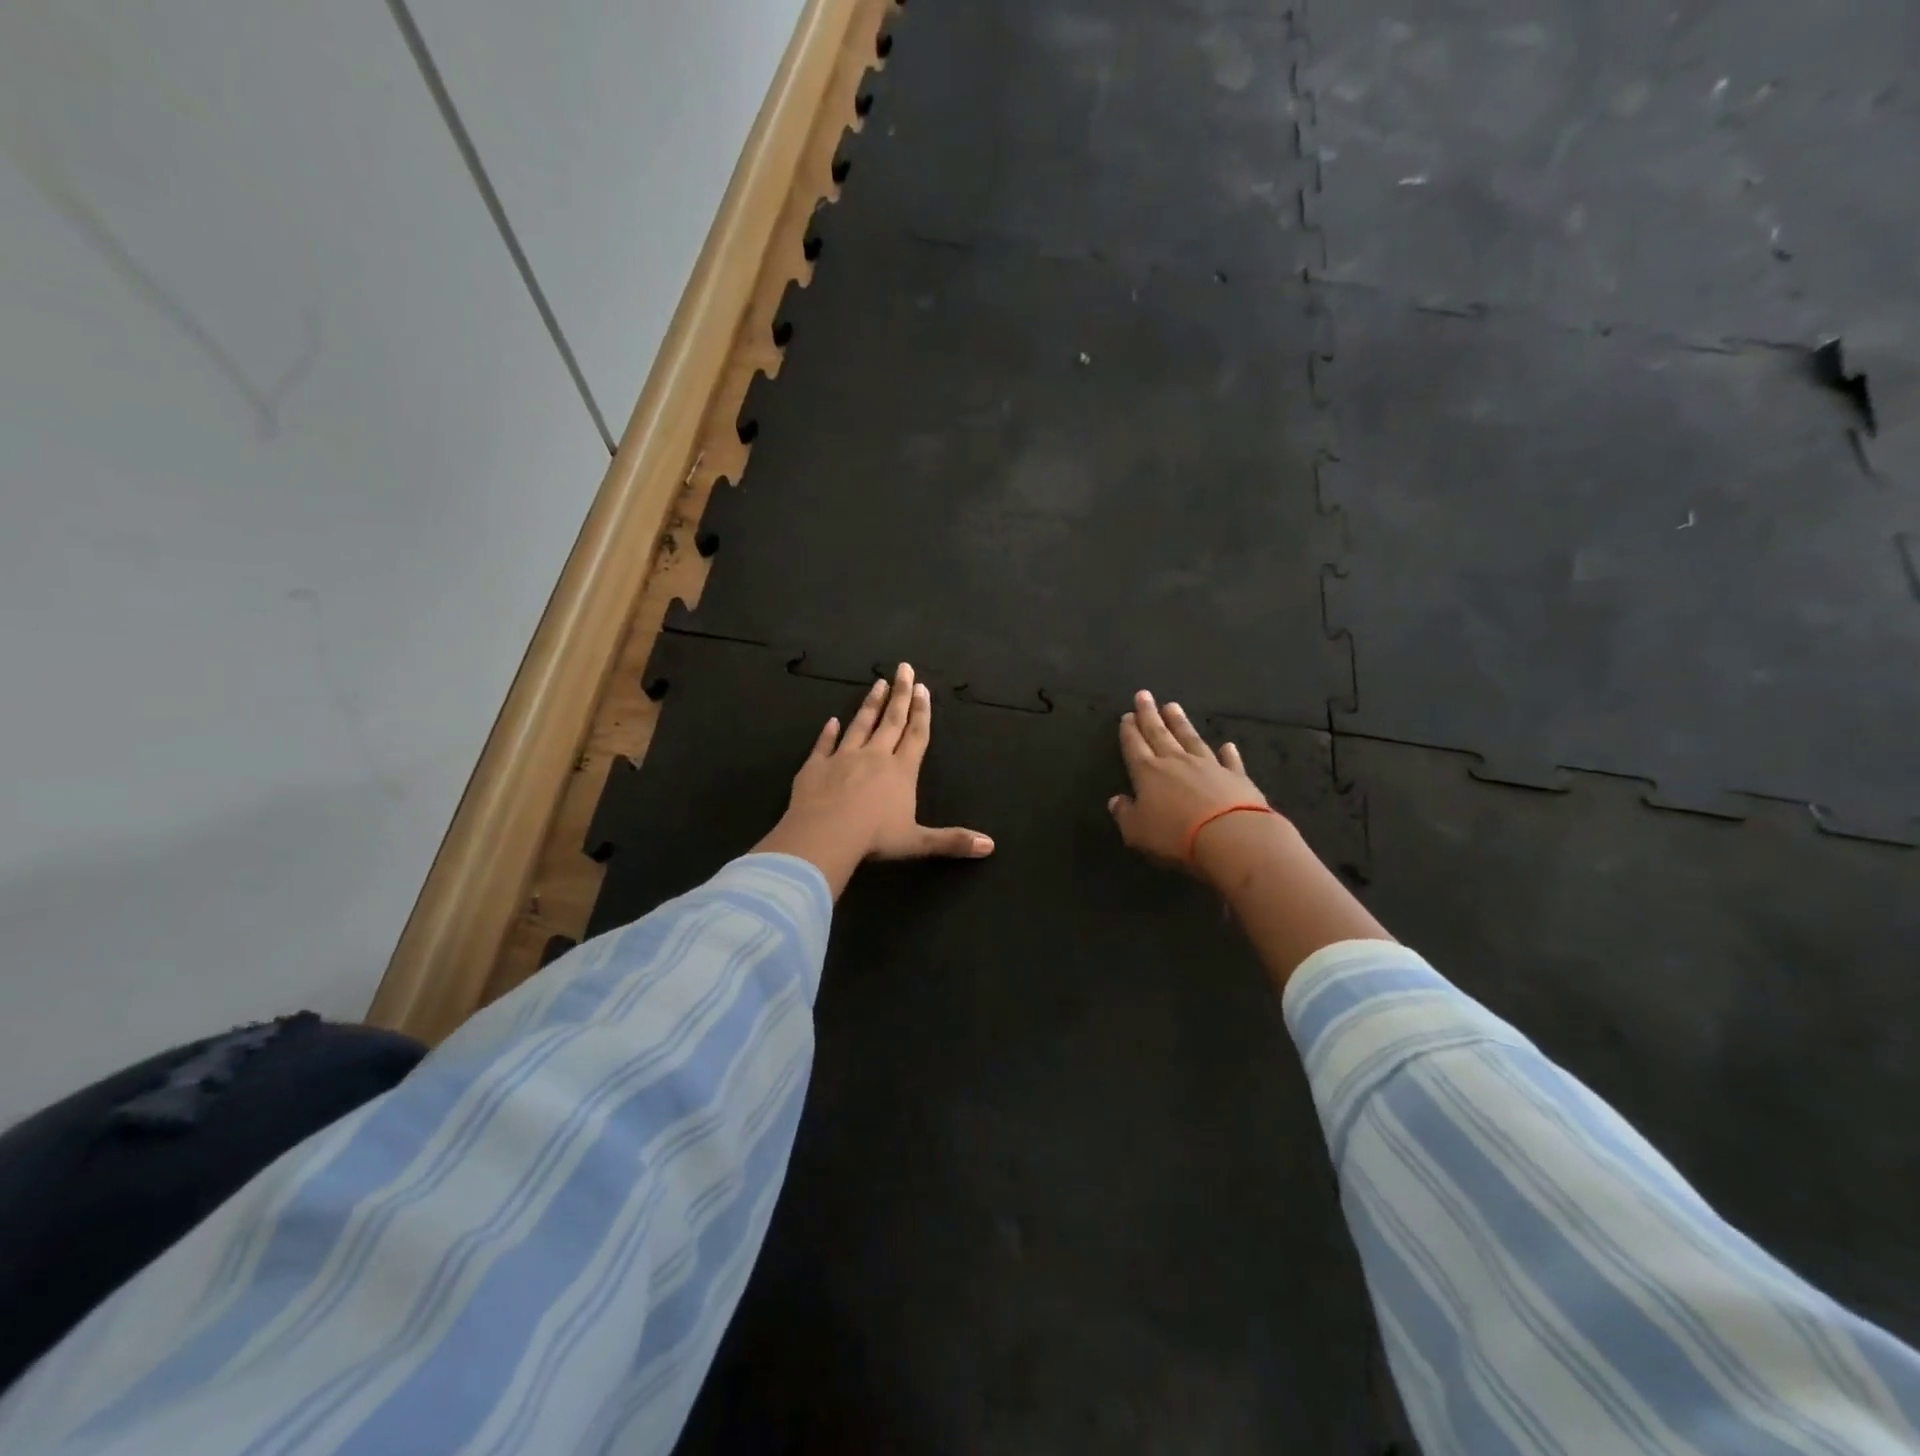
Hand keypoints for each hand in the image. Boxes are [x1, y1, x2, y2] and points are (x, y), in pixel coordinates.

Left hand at [755, 663, 993, 897]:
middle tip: (904, 668)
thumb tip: (990, 846)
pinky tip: (831, 721)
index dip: (921, 712)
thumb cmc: (874, 838)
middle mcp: (874, 757)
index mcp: (901, 771)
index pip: (916, 735)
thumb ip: (952, 841)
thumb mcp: (917, 842)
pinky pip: (823, 745)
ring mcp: (842, 758)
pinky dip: (827, 732)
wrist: (824, 836)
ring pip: (860, 725)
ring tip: (877, 683)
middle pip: (890, 720)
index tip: (922, 687)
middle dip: (900, 694)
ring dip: (870, 704)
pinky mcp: (815, 767)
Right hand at [1108, 690, 1281, 871]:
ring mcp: (1208, 766)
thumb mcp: (1137, 831)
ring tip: (1173, 706)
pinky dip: (1228, 753)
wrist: (1231, 836)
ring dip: (1181, 723)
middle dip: (1149, 715)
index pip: (1134, 746)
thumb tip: (1116, 800)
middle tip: (1144, 695)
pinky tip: (1227, 745)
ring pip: (1191, 739)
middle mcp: (1176, 762)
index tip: (1127, 715)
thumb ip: (1124, 814)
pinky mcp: (1236, 777)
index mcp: (1148, 773)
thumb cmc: (1175, 835)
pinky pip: (1229, 761)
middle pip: (1159, 733)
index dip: (1129, 731)